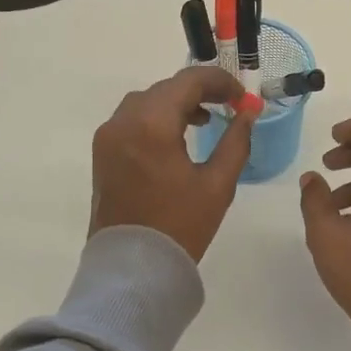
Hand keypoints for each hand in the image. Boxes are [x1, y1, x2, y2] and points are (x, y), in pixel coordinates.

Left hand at [89, 66, 254, 261]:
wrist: (133, 269)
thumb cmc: (180, 226)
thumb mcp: (218, 184)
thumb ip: (236, 141)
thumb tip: (248, 113)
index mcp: (152, 125)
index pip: (188, 81)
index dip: (220, 82)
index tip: (242, 96)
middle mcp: (123, 121)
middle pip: (165, 88)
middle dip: (198, 91)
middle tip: (228, 106)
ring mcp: (108, 137)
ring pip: (146, 102)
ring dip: (175, 103)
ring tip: (204, 120)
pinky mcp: (102, 153)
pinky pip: (131, 120)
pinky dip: (155, 118)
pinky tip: (175, 137)